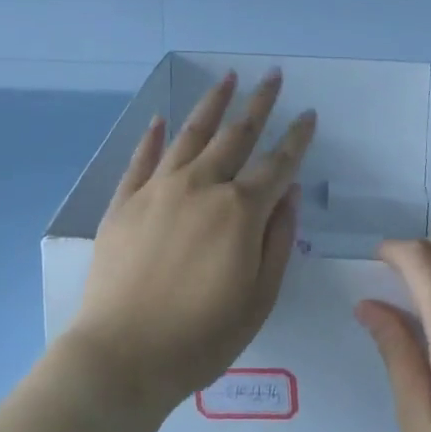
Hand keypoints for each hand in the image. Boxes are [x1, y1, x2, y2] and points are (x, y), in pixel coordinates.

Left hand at [67, 69, 315, 417]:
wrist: (121, 356)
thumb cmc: (201, 337)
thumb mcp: (259, 299)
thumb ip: (278, 240)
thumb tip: (290, 191)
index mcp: (239, 211)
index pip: (277, 164)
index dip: (297, 139)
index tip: (309, 114)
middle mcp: (200, 186)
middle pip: (236, 134)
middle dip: (259, 103)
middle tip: (273, 75)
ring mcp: (158, 188)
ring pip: (191, 133)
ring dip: (212, 103)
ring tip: (227, 77)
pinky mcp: (124, 200)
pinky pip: (142, 158)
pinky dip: (152, 136)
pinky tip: (160, 118)